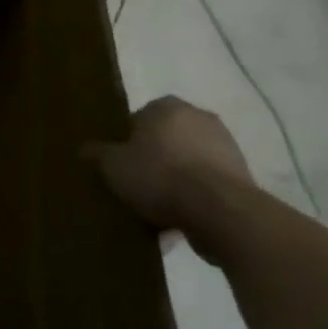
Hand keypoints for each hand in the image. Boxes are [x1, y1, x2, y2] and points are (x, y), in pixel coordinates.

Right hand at [85, 96, 256, 264]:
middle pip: (165, 140)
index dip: (125, 143)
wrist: (220, 211)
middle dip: (153, 161)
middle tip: (137, 187)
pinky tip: (179, 222)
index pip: (138, 119)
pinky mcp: (243, 176)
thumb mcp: (113, 166)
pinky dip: (195, 199)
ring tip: (157, 211)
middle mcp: (198, 117)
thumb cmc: (159, 176)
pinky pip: (207, 185)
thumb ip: (97, 154)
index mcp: (166, 106)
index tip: (120, 166)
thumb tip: (85, 149)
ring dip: (176, 182)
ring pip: (188, 164)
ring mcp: (225, 146)